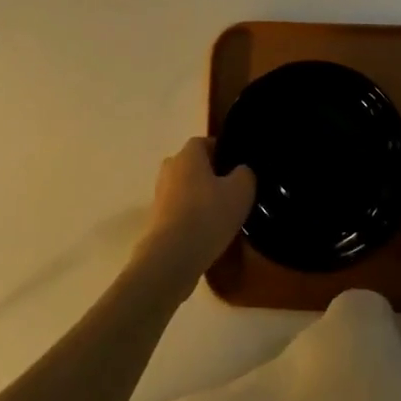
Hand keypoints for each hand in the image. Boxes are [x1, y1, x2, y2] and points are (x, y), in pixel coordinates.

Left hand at [135, 137, 254, 285]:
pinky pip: (179, 212)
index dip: (222, 153)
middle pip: (194, 166)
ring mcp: (159, 195)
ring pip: (185, 190)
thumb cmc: (208, 214)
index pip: (206, 143)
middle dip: (211, 177)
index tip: (237, 169)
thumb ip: (245, 174)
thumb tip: (241, 171)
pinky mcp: (156, 221)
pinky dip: (191, 219)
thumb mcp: (241, 190)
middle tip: (231, 193)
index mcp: (188, 154)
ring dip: (200, 200)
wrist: (171, 257)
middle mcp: (170, 168)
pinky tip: (206, 235)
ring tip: (221, 217)